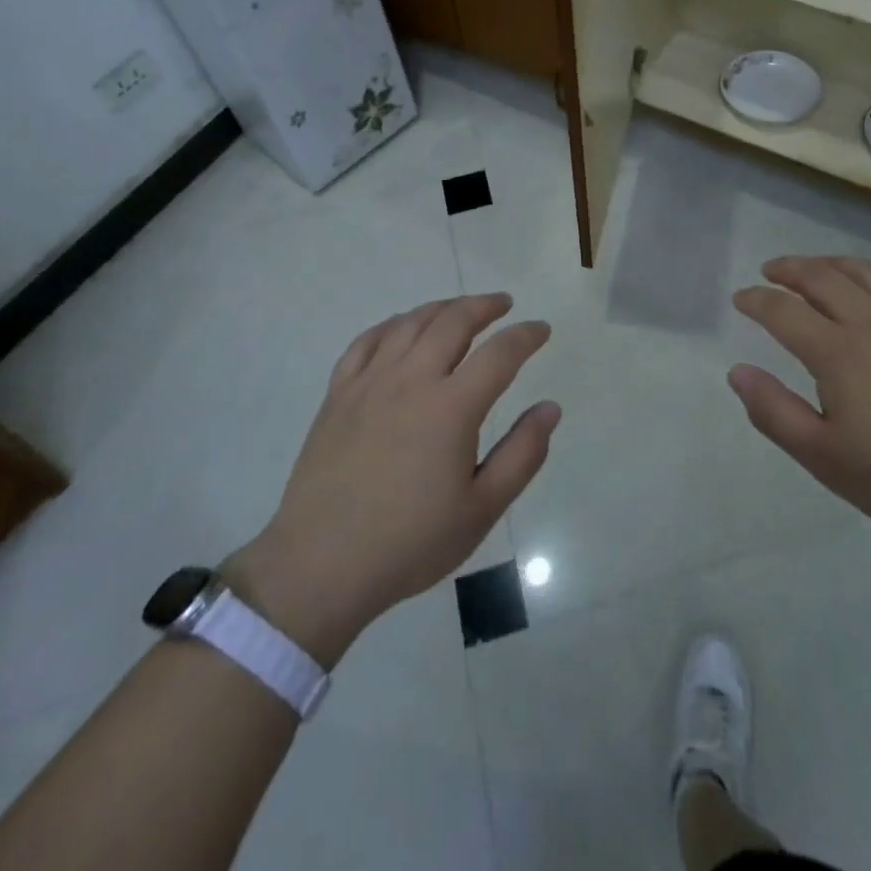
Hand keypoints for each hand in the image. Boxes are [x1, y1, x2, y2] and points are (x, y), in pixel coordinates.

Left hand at [226, 294, 558, 666]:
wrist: (320, 566)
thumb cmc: (410, 543)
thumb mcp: (481, 509)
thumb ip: (522, 454)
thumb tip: (550, 408)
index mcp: (451, 408)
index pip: (500, 354)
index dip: (526, 335)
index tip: (541, 329)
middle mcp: (411, 381)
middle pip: (453, 322)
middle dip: (484, 306)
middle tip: (503, 304)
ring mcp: (369, 383)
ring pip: (410, 324)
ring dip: (442, 307)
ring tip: (460, 308)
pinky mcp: (338, 394)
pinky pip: (366, 341)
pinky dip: (392, 325)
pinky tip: (402, 328)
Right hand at [728, 256, 870, 551]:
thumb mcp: (824, 458)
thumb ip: (775, 412)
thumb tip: (738, 372)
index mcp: (837, 352)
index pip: (783, 310)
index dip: (756, 300)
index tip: (740, 299)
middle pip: (822, 277)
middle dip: (789, 269)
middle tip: (771, 271)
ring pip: (865, 271)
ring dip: (830, 264)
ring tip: (815, 268)